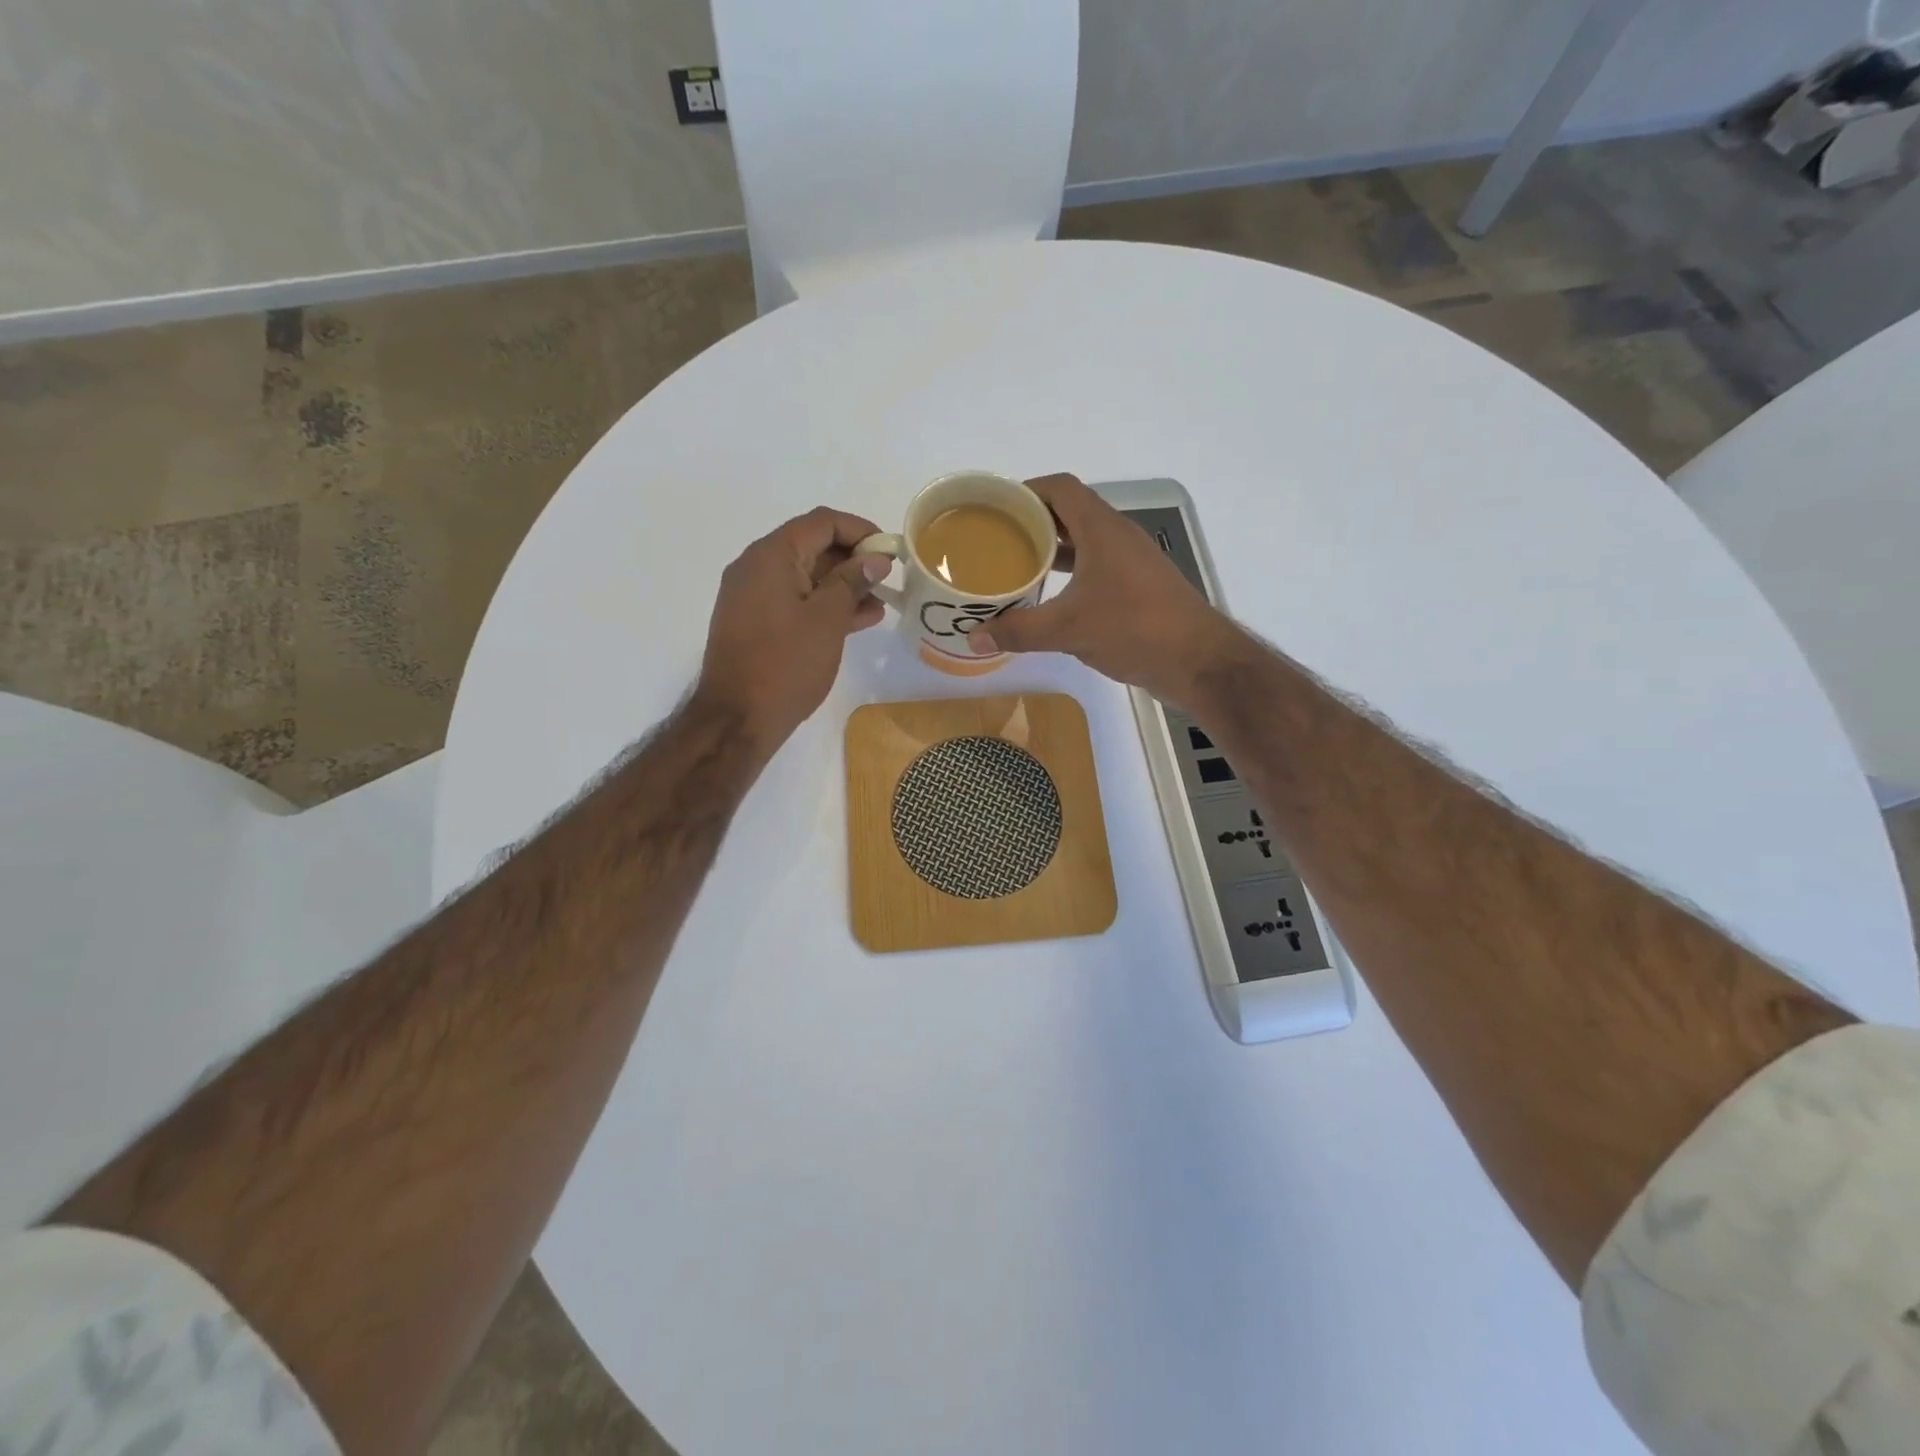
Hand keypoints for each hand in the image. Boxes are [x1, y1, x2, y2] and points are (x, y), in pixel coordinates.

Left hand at [694, 507, 890, 747]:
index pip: (822, 523)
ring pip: (806, 576)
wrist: (737, 719)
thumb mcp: (827, 619)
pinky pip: (795, 600)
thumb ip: (852, 582)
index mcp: (771, 556)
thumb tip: (875, 558)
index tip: (890, 552)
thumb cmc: (785, 664)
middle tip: (888, 580)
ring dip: (842, 586)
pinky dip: (824, 605)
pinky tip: (857, 620)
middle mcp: (756, 567)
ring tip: (880, 605)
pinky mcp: (755, 622)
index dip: (860, 531)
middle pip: (812, 546)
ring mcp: (753, 596)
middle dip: (853, 560)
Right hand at [970, 473, 1240, 705]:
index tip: (994, 506)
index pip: (1061, 488)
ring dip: (1051, 549)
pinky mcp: (1138, 588)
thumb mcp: (1069, 629)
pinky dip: (1070, 574)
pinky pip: (1095, 567)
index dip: (1026, 489)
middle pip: (1070, 512)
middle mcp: (1118, 537)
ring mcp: (1131, 563)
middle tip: (995, 539)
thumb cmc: (1135, 629)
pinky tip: (1049, 598)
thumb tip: (972, 638)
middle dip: (1032, 521)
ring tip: (1015, 565)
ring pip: (1084, 542)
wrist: (1199, 661)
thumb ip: (1019, 630)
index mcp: (1102, 529)